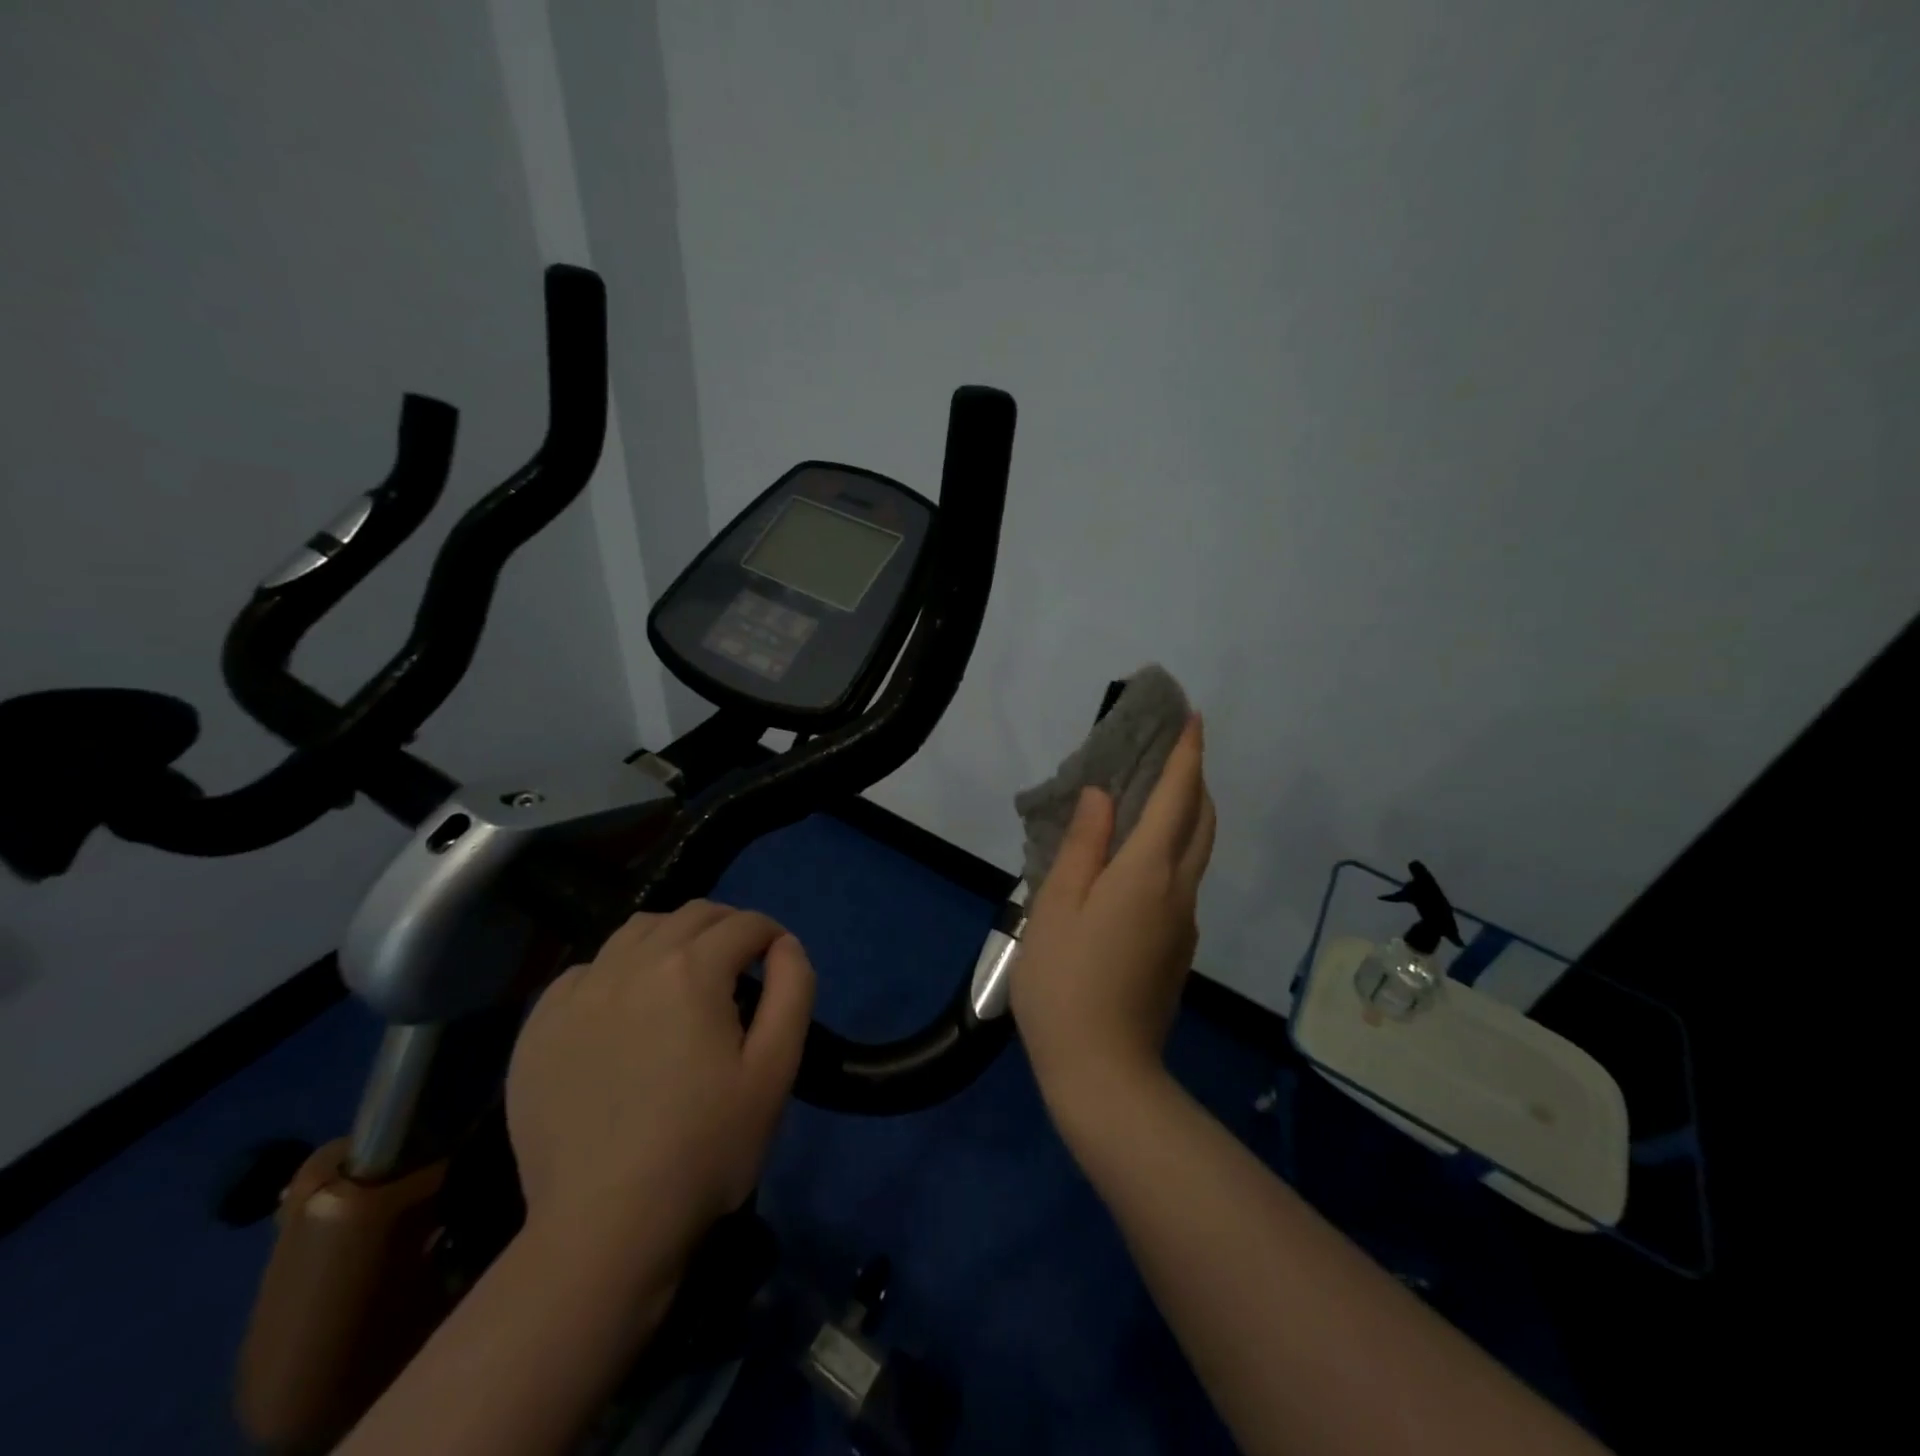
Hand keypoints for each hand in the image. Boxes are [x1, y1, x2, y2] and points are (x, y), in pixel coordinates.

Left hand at [505, 901, 814, 1277]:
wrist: (605, 1228)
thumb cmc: (705, 1147)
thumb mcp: (776, 1069)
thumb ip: (793, 989)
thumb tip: (785, 944)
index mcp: (691, 970)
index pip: (743, 924)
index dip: (770, 935)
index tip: (778, 960)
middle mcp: (631, 964)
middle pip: (691, 915)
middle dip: (726, 927)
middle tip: (740, 964)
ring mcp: (578, 993)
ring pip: (635, 931)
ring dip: (671, 939)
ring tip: (683, 977)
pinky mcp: (539, 1027)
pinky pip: (586, 970)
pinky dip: (617, 971)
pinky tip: (624, 1010)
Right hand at [1012, 715, 1216, 1121]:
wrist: (1103, 1072)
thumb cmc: (1065, 981)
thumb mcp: (1056, 906)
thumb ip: (1082, 845)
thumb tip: (1101, 796)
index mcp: (1147, 873)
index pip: (1177, 798)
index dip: (1186, 756)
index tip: (1193, 719)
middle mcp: (1178, 891)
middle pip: (1201, 822)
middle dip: (1195, 781)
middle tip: (1172, 753)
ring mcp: (1184, 923)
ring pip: (1197, 853)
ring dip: (1186, 815)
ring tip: (1154, 797)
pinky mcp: (1178, 948)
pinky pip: (1182, 881)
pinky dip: (1172, 850)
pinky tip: (1136, 860)